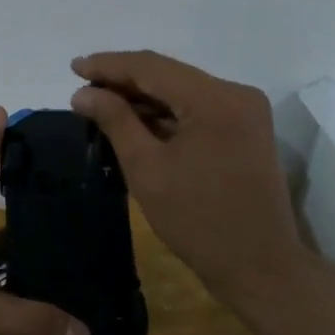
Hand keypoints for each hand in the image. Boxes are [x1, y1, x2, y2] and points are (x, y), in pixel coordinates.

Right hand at [71, 50, 303, 303]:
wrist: (261, 268)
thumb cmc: (199, 221)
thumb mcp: (147, 169)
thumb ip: (116, 121)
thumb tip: (84, 92)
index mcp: (215, 98)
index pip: (152, 67)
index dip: (109, 65)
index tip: (73, 67)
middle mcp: (235, 93)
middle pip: (169, 75)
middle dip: (124, 79)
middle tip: (83, 88)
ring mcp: (245, 110)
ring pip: (183, 90)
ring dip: (144, 97)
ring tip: (102, 104)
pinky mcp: (246, 128)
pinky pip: (198, 108)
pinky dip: (167, 113)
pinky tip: (136, 121)